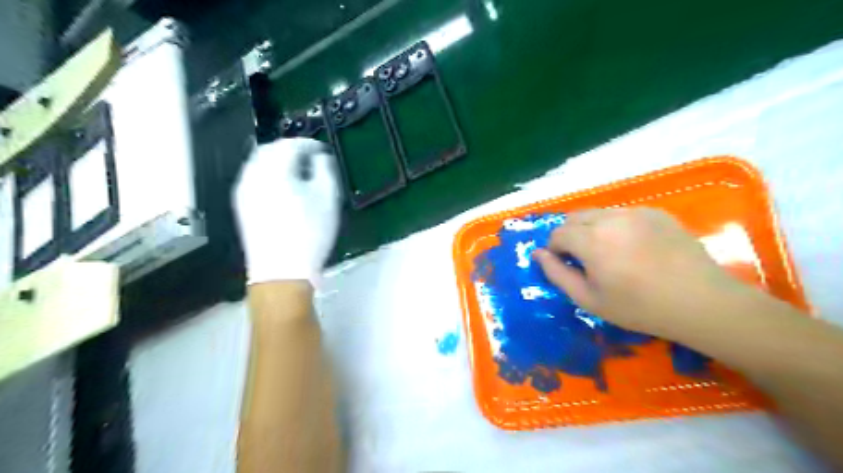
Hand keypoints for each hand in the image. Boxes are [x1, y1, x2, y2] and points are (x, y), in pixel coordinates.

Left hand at [230, 138, 340, 283]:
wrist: (281, 270)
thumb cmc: (309, 232)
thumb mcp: (328, 198)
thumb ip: (325, 170)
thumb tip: (320, 157)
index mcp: (275, 169)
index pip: (291, 144)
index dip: (308, 144)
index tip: (322, 150)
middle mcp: (253, 174)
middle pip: (270, 149)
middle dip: (290, 149)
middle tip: (310, 158)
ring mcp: (244, 190)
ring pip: (259, 163)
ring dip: (278, 161)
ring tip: (298, 172)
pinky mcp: (242, 205)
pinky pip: (254, 178)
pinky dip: (268, 174)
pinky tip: (283, 188)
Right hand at [533, 208, 749, 341]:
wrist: (701, 302)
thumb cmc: (639, 307)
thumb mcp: (589, 299)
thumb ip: (557, 274)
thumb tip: (537, 254)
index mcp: (591, 240)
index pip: (557, 233)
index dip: (555, 250)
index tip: (566, 266)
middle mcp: (610, 218)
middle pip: (574, 217)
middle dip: (569, 235)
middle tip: (583, 259)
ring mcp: (635, 212)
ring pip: (597, 213)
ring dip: (591, 229)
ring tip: (608, 253)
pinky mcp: (656, 212)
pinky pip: (622, 214)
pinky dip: (615, 226)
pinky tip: (633, 247)